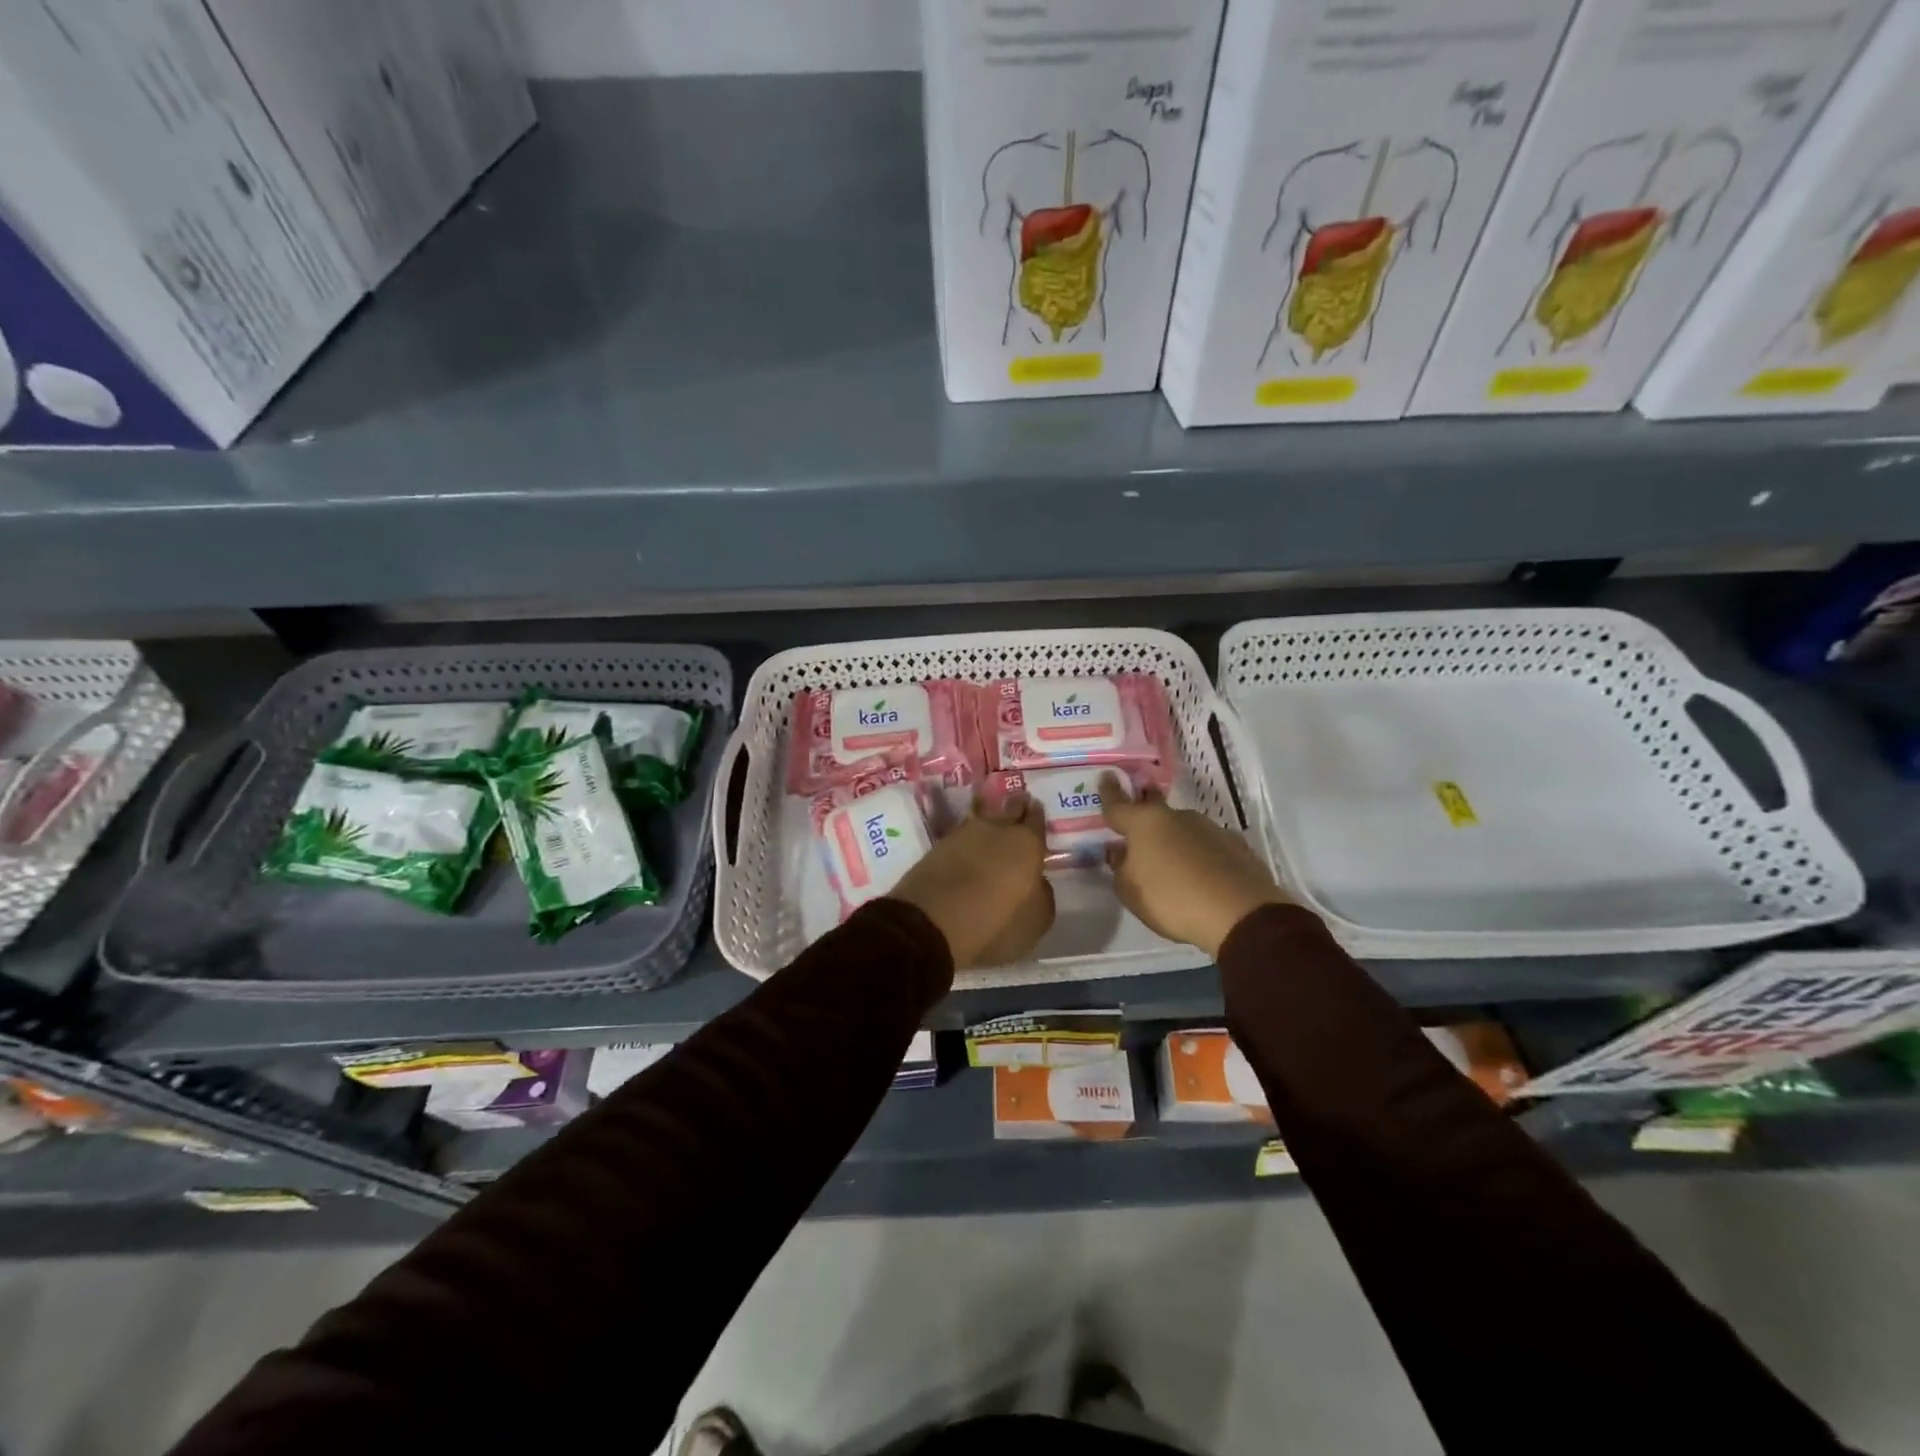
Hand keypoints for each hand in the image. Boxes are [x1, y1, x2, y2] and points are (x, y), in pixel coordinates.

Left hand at [888, 792, 1054, 968]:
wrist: (931, 923)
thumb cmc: (995, 924)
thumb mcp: (1036, 920)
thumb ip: (1042, 894)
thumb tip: (1037, 882)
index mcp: (1026, 843)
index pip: (1036, 819)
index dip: (1037, 814)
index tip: (1036, 807)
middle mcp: (997, 829)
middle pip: (1008, 810)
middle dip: (1015, 807)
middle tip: (1018, 804)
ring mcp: (963, 834)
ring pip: (982, 818)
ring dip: (989, 818)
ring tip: (993, 824)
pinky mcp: (938, 846)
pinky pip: (961, 835)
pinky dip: (968, 838)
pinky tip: (969, 844)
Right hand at [1099, 773, 1288, 958]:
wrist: (1240, 914)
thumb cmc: (1172, 900)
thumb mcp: (1130, 892)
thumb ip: (1120, 868)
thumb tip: (1121, 854)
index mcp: (1144, 823)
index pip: (1118, 803)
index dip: (1109, 791)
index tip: (1106, 777)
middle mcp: (1176, 817)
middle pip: (1153, 808)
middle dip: (1144, 809)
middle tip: (1137, 820)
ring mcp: (1209, 828)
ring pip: (1181, 828)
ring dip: (1173, 839)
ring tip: (1172, 864)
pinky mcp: (1234, 845)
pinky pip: (1206, 845)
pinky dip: (1198, 855)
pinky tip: (1200, 875)